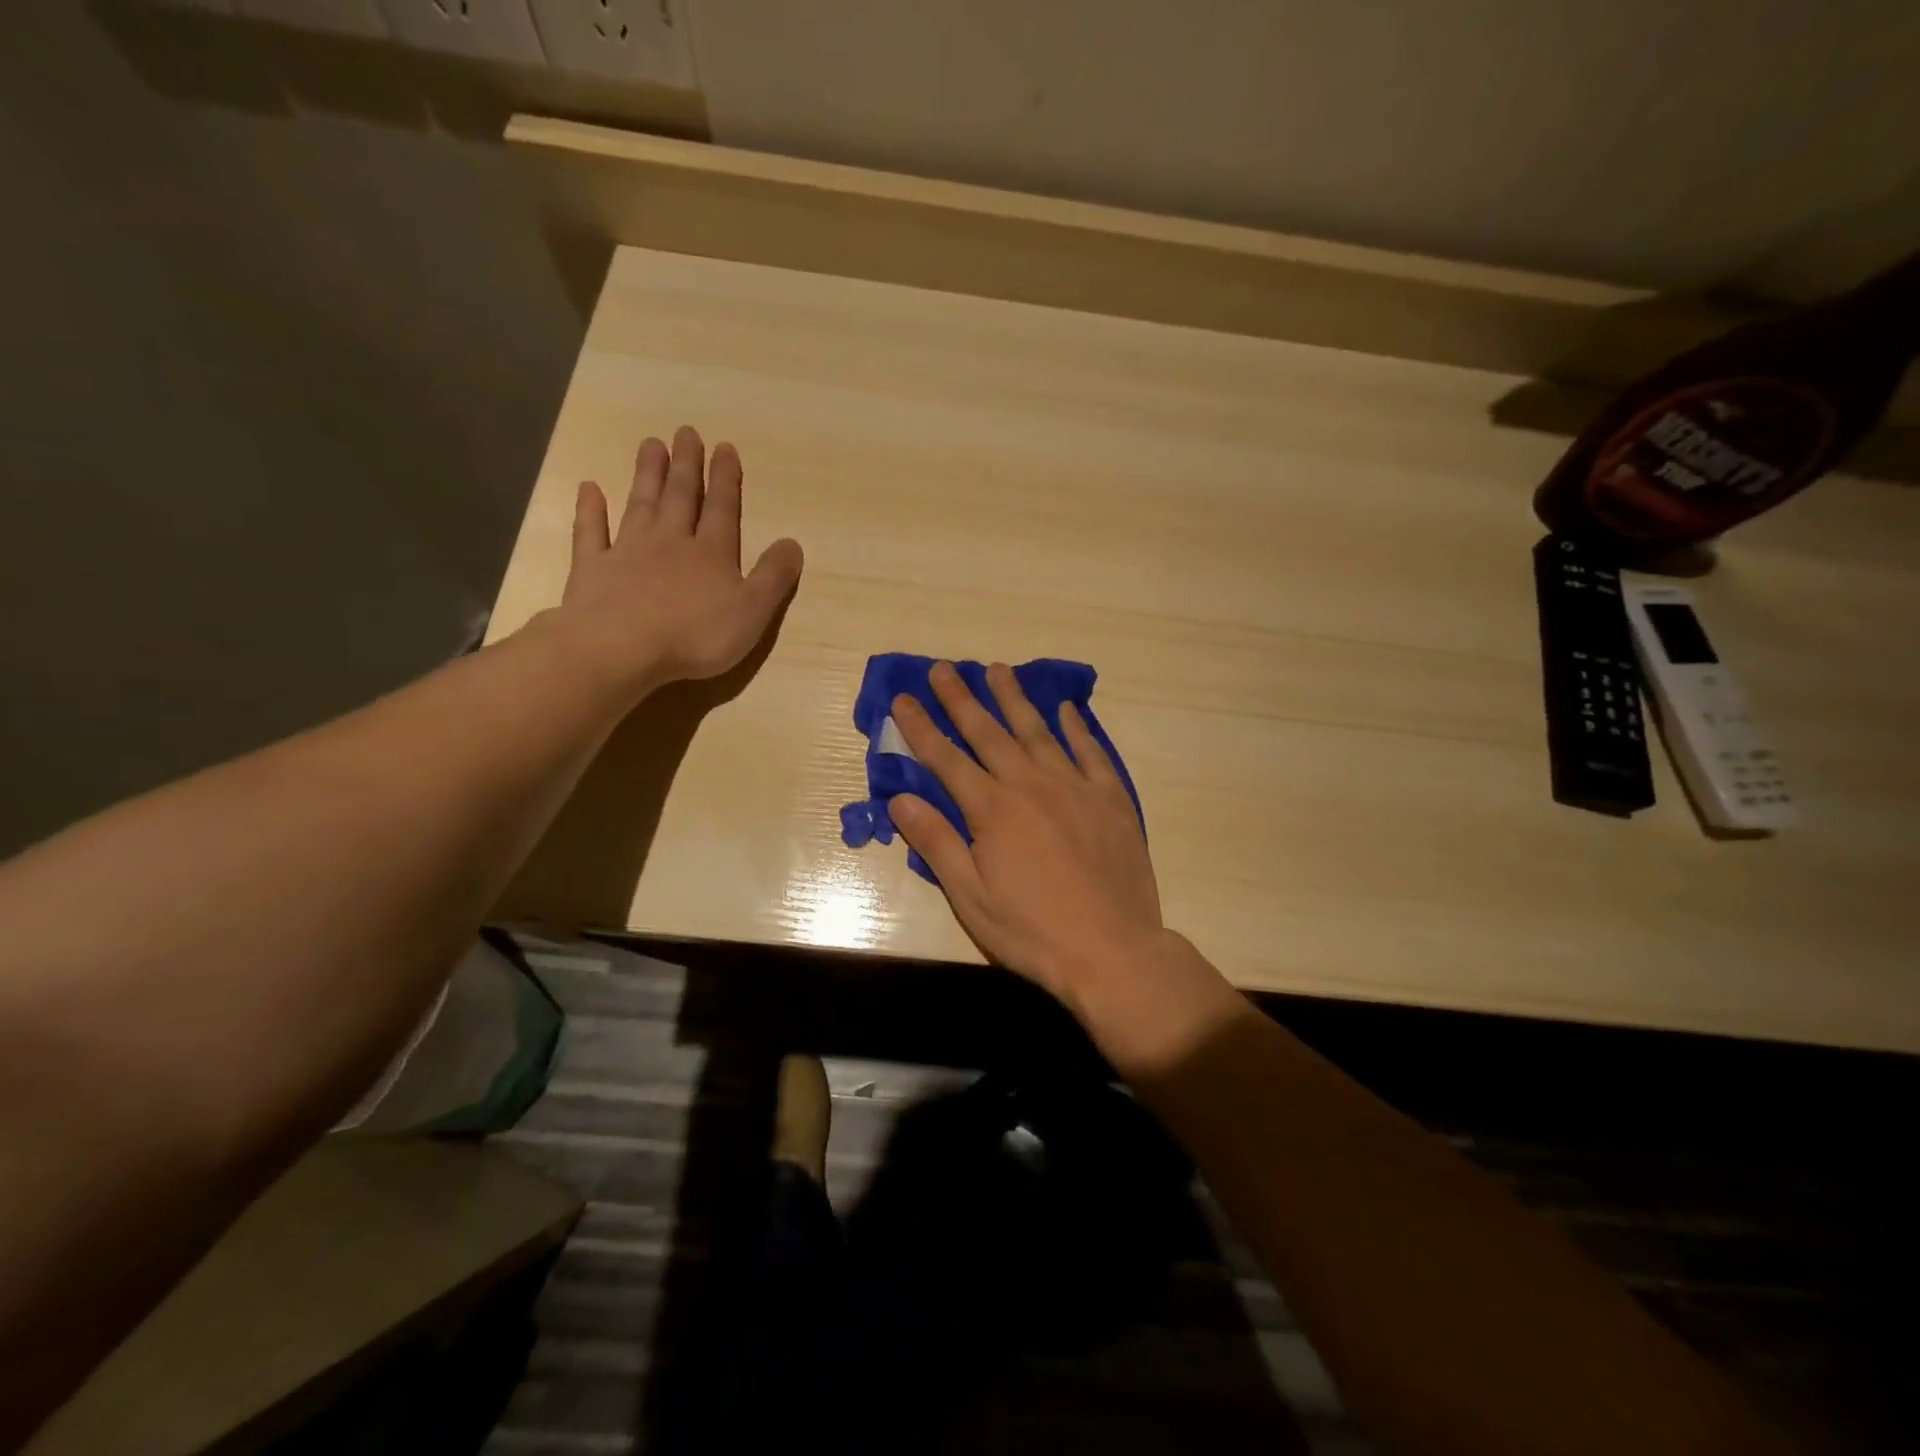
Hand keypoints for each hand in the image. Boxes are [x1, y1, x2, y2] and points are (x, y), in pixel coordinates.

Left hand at [552, 428, 803, 694]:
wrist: (619, 648)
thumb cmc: (694, 635)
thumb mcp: (751, 612)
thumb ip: (773, 577)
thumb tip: (793, 543)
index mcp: (712, 554)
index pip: (723, 509)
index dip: (726, 479)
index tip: (725, 447)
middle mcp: (671, 542)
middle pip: (681, 497)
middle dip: (687, 465)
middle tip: (686, 432)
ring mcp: (627, 551)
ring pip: (641, 504)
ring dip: (648, 475)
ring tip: (651, 445)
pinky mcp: (592, 568)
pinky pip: (591, 532)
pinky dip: (590, 509)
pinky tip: (589, 488)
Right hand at [888, 661, 1166, 1008]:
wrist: (1113, 950)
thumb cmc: (1032, 930)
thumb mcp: (970, 897)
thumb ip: (936, 843)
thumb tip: (900, 800)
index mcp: (992, 810)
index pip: (946, 759)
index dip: (921, 728)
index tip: (903, 698)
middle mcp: (1031, 785)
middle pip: (989, 733)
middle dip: (962, 699)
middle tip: (944, 667)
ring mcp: (1075, 787)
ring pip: (1038, 731)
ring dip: (1014, 699)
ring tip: (998, 669)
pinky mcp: (1110, 799)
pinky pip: (1090, 751)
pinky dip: (1076, 727)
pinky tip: (1066, 708)